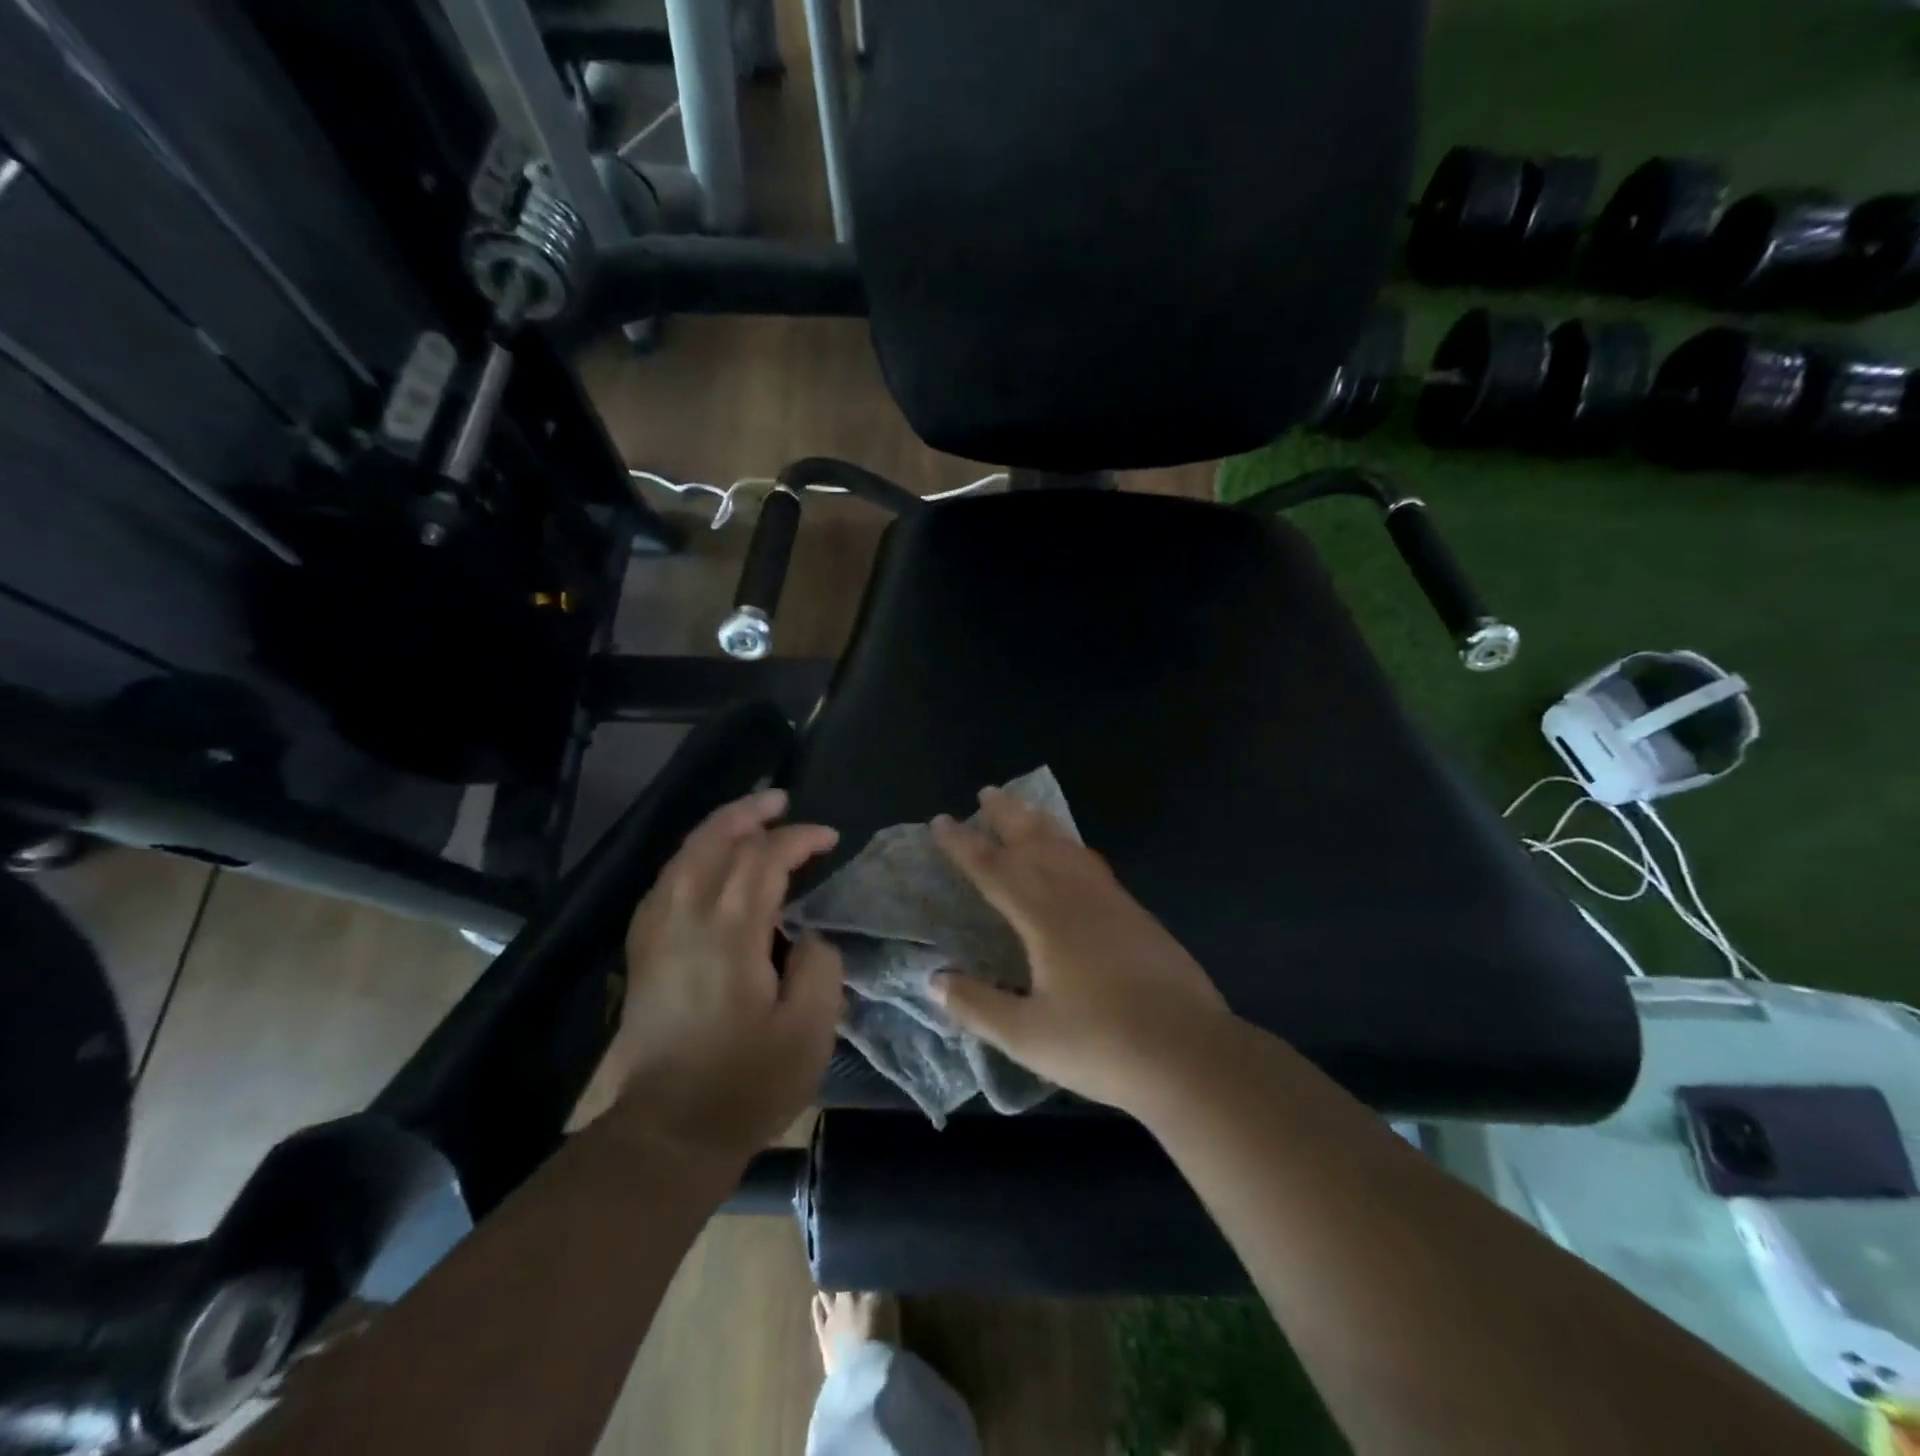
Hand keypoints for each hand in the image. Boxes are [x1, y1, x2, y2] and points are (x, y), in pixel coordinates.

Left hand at [571, 789, 843, 1163]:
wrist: (668, 1132)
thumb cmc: (746, 1083)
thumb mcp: (809, 1031)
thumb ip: (820, 967)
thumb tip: (807, 934)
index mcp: (730, 933)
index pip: (764, 859)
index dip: (799, 839)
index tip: (829, 838)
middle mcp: (687, 918)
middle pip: (713, 841)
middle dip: (750, 812)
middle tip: (781, 800)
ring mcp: (657, 933)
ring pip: (683, 856)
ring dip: (717, 828)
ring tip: (748, 818)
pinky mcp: (644, 952)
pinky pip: (665, 882)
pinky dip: (690, 857)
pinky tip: (705, 864)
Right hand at [930, 787, 1231, 1112]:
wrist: (1189, 1052)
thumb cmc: (1102, 1045)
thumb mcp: (1028, 1036)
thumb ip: (978, 1006)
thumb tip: (933, 980)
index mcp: (1045, 919)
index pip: (995, 870)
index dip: (965, 844)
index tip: (942, 820)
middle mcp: (1076, 897)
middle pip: (1036, 843)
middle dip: (1008, 816)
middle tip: (988, 791)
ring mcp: (1112, 902)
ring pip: (1069, 848)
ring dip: (1042, 824)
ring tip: (1026, 808)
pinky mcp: (1137, 914)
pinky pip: (1093, 864)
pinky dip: (1073, 847)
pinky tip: (1075, 854)